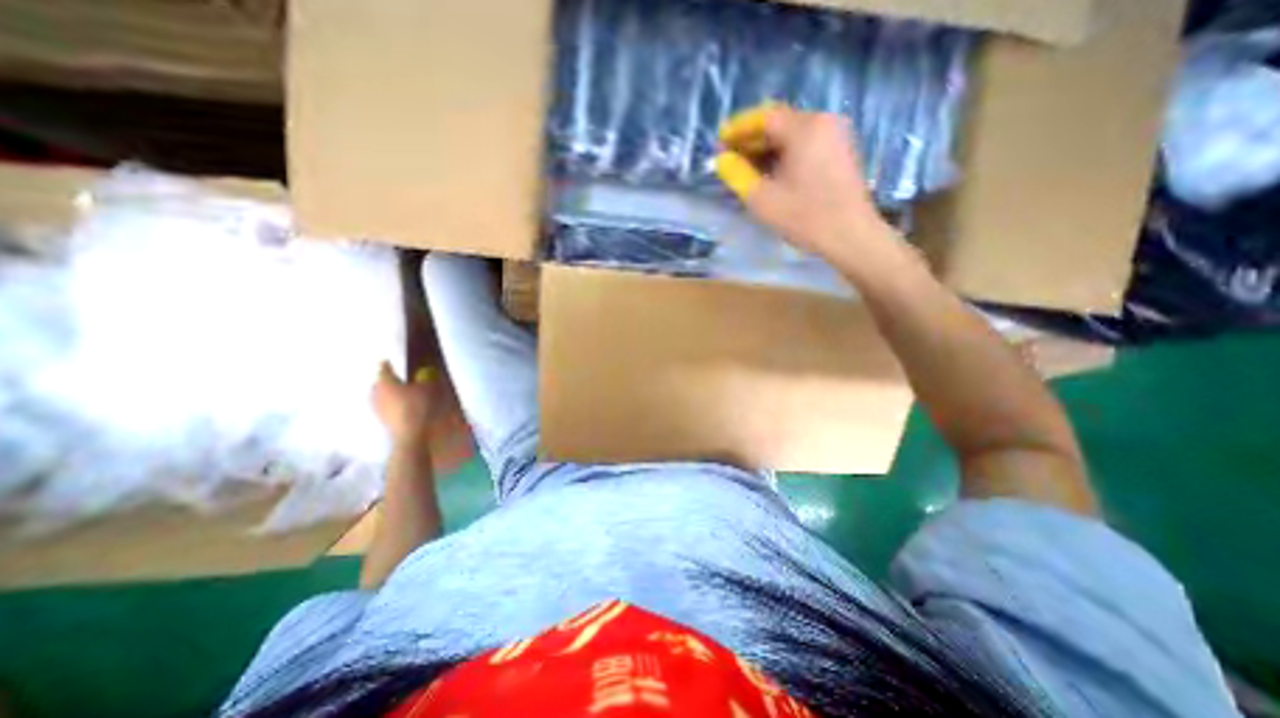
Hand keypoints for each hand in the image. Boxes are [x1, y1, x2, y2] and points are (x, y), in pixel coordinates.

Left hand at [370, 360, 441, 446]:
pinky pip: (384, 407)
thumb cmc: (419, 406)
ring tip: (398, 393)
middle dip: (385, 381)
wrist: (411, 434)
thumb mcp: (429, 389)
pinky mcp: (382, 420)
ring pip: (380, 396)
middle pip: (378, 384)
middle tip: (395, 378)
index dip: (387, 365)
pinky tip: (401, 406)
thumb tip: (425, 374)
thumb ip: (426, 379)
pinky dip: (391, 404)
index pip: (384, 369)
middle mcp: (377, 394)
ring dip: (387, 393)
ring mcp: (377, 408)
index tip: (388, 361)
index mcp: (386, 382)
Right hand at [711, 105, 896, 270]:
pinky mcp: (841, 151)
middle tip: (730, 159)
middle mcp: (823, 121)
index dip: (738, 129)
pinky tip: (772, 173)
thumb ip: (737, 175)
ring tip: (747, 168)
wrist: (851, 236)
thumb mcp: (763, 199)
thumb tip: (721, 159)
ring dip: (767, 148)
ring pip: (793, 134)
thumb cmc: (805, 217)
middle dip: (751, 140)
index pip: (763, 117)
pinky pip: (806, 143)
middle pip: (779, 123)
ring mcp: (836, 135)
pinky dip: (785, 154)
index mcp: (804, 128)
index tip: (719, 142)